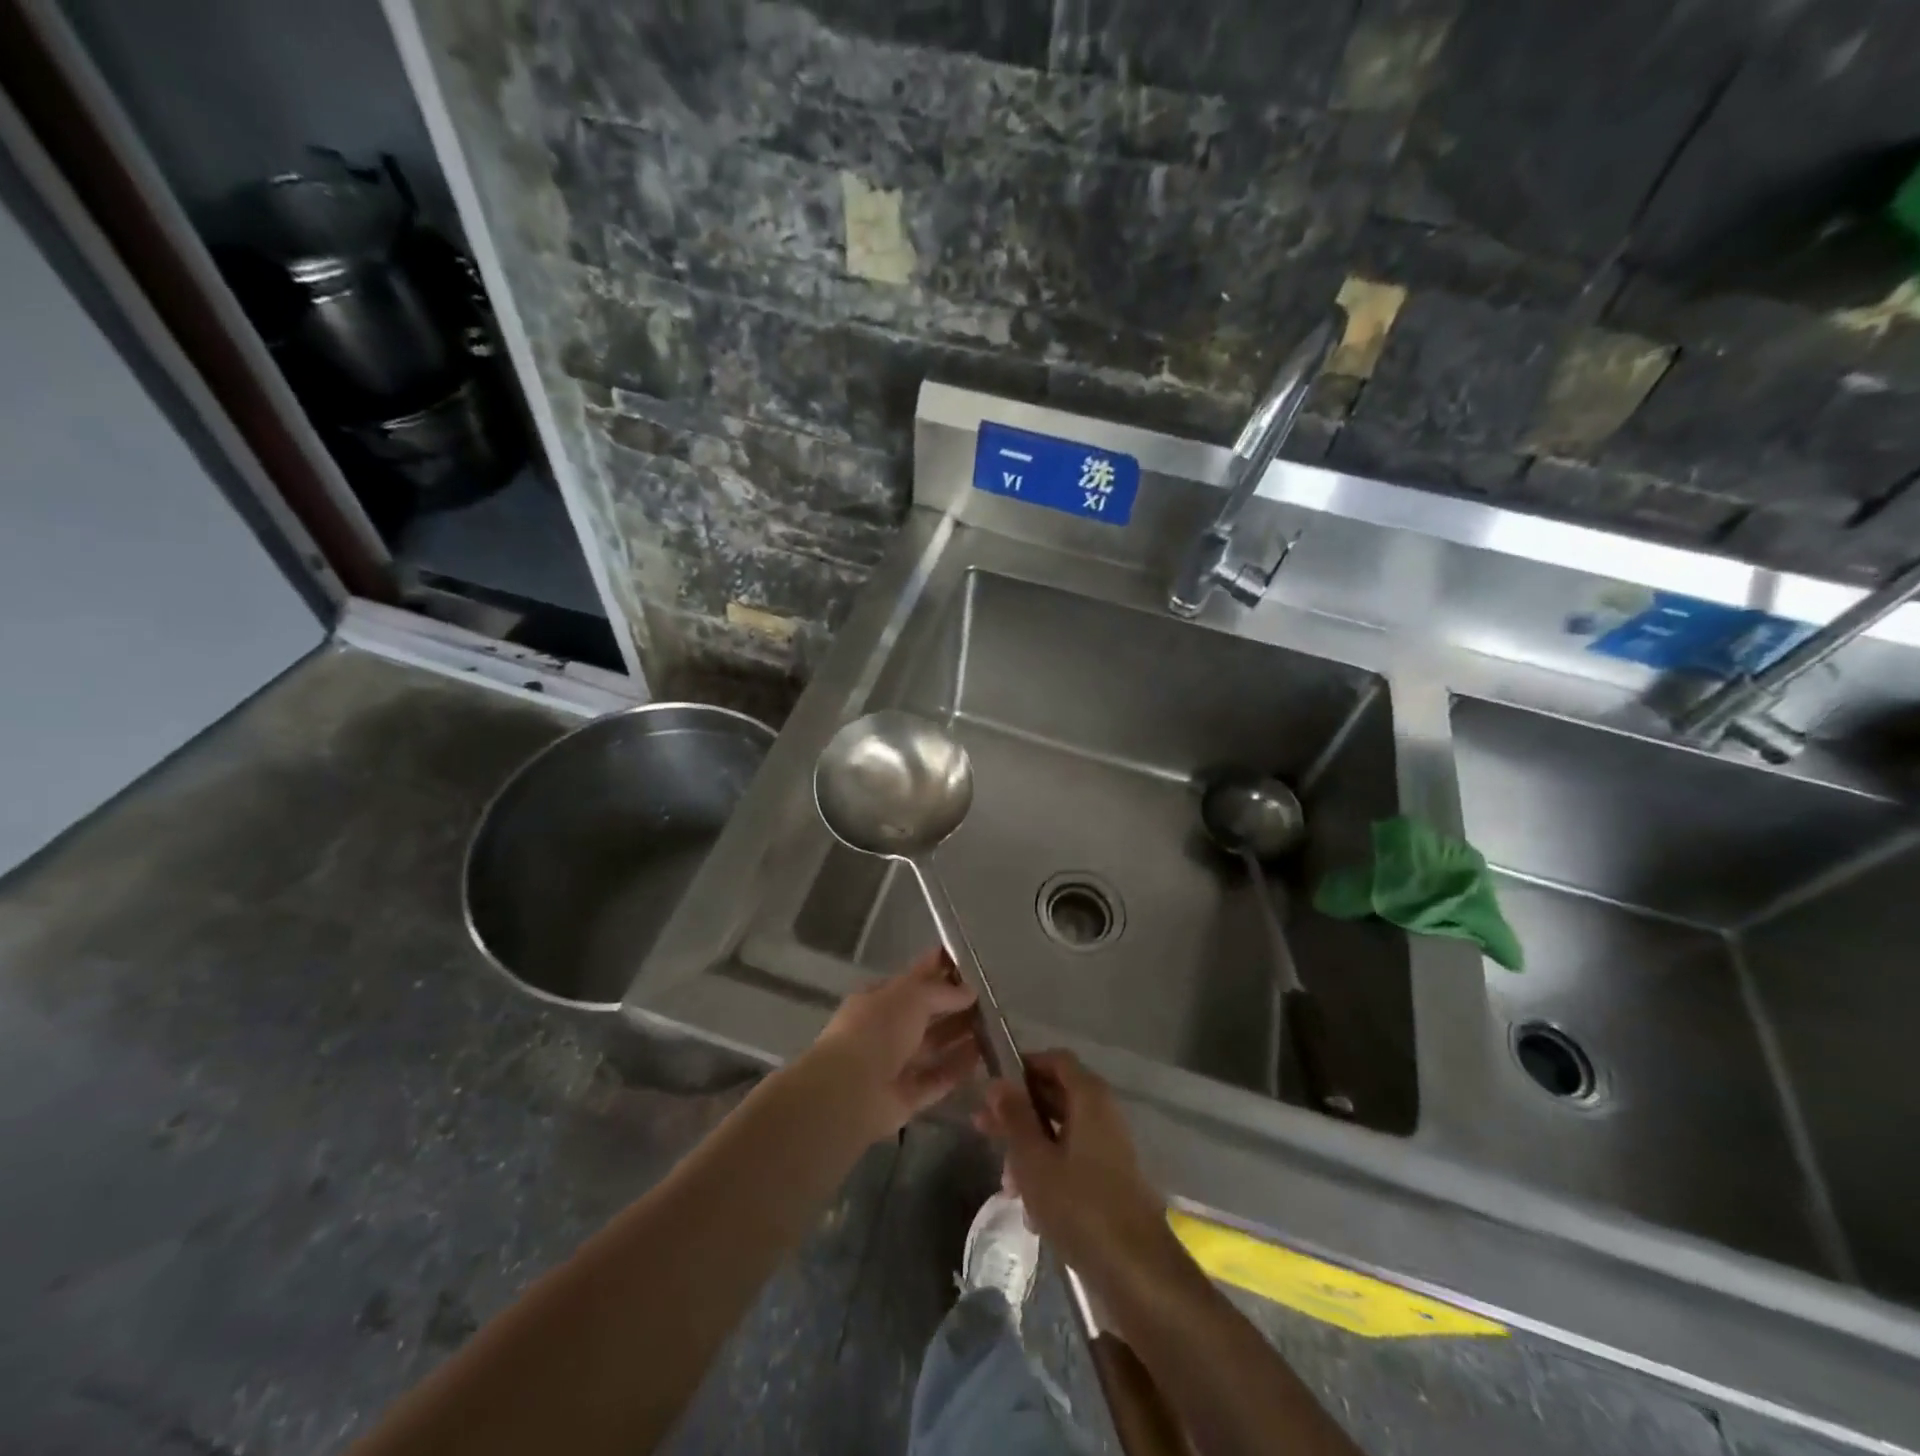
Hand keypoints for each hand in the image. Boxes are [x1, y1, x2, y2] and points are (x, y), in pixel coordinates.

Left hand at [806, 950, 980, 1143]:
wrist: (851, 1090)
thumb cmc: (877, 1029)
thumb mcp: (911, 995)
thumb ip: (942, 991)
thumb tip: (970, 990)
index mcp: (879, 999)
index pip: (914, 979)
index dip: (939, 970)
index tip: (970, 965)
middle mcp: (886, 1030)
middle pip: (926, 1014)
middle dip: (954, 1005)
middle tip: (991, 998)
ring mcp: (895, 1065)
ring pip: (933, 1046)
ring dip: (960, 1036)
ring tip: (994, 1026)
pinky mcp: (907, 1097)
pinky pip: (937, 1078)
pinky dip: (958, 1068)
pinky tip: (983, 1058)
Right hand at [976, 1050, 1181, 1295]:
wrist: (1137, 1273)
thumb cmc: (1080, 1207)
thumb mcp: (1035, 1160)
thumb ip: (1015, 1118)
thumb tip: (997, 1082)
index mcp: (1090, 1097)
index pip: (1055, 1060)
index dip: (1023, 1066)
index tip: (993, 1087)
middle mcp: (1103, 1114)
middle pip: (1056, 1095)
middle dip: (1019, 1113)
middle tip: (983, 1129)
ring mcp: (1110, 1148)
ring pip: (1061, 1131)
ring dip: (1030, 1149)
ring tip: (1006, 1184)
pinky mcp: (1111, 1180)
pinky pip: (1073, 1160)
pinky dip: (1049, 1173)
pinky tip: (1031, 1211)